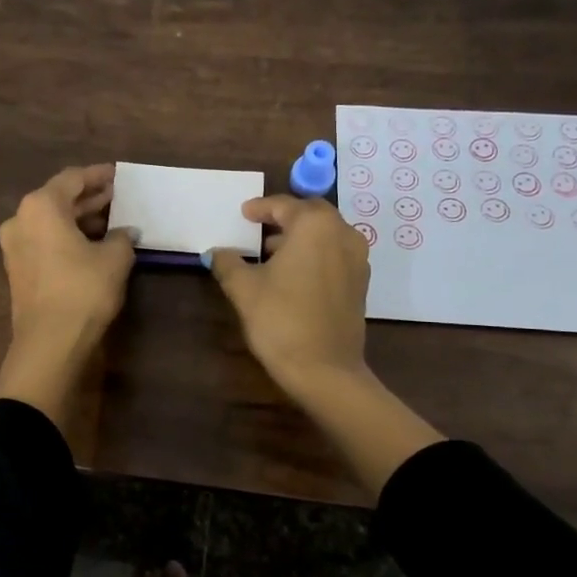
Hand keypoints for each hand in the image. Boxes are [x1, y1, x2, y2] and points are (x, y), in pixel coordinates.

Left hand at [0, 165, 136, 430]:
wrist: (50, 342)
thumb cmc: (83, 290)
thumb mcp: (115, 259)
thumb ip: (122, 237)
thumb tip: (126, 232)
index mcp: (41, 206)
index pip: (73, 179)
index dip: (99, 176)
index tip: (119, 175)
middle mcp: (20, 219)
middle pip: (59, 199)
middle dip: (89, 198)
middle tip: (118, 197)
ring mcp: (14, 246)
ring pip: (51, 222)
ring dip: (79, 219)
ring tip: (111, 220)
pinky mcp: (17, 269)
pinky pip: (45, 241)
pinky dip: (67, 237)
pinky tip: (92, 244)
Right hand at [210, 196, 441, 496]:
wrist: (325, 370)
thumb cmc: (281, 320)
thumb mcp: (244, 289)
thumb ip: (228, 263)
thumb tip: (216, 253)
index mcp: (315, 226)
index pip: (284, 206)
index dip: (260, 208)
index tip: (244, 213)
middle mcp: (343, 234)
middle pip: (311, 215)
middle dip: (285, 218)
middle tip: (259, 228)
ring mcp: (357, 259)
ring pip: (326, 235)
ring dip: (301, 238)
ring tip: (272, 254)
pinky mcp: (361, 284)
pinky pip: (335, 255)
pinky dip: (315, 255)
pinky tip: (293, 275)